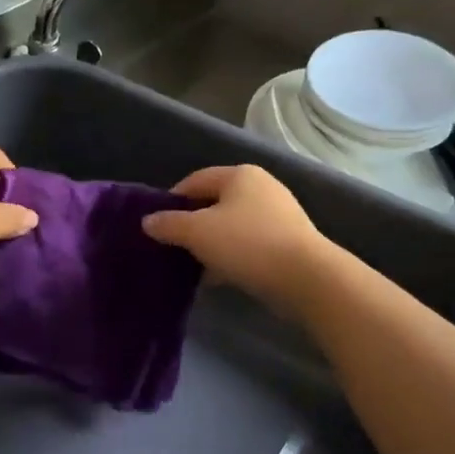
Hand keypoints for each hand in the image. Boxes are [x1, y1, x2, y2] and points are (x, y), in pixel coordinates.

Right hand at [141, 165, 331, 311]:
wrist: (306, 278)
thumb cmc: (246, 244)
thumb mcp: (197, 232)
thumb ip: (168, 224)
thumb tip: (148, 221)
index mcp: (240, 175)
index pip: (194, 180)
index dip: (171, 201)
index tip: (156, 226)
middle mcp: (261, 187)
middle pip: (213, 203)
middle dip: (190, 225)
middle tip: (171, 247)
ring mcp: (278, 215)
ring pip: (230, 226)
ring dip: (210, 244)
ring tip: (191, 265)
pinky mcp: (287, 241)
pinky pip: (248, 244)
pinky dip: (230, 256)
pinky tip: (217, 276)